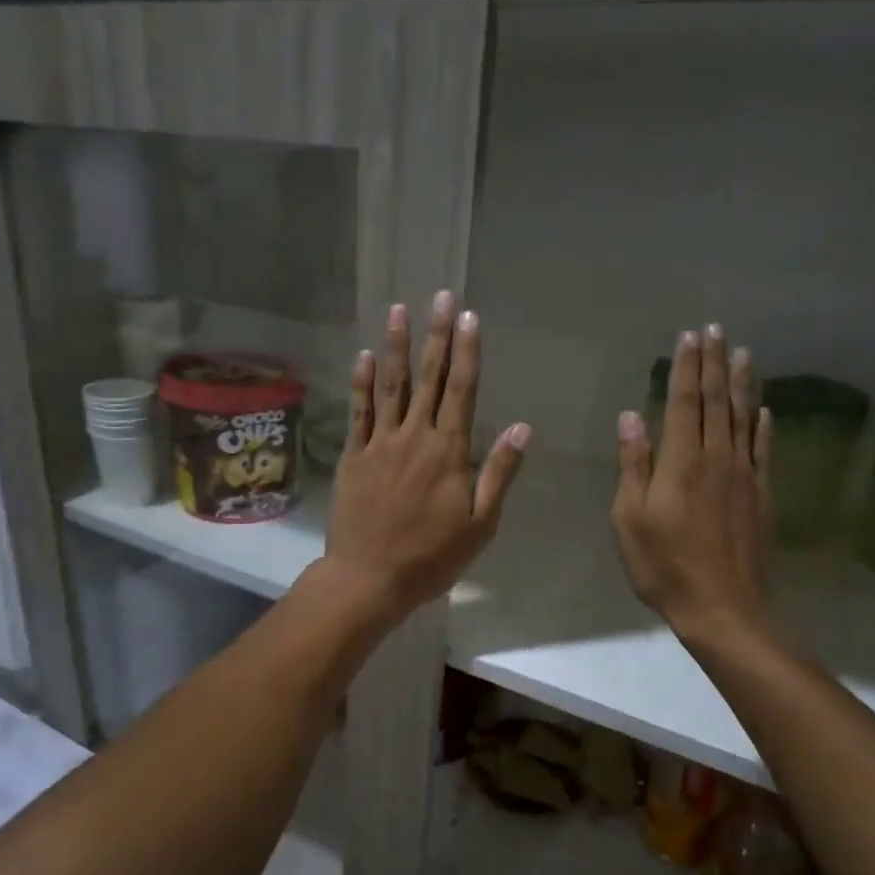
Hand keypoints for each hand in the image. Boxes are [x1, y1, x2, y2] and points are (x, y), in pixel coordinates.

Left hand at [319, 292, 530, 623]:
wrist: (370, 578)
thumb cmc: (432, 557)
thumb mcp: (480, 524)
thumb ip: (499, 472)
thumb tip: (521, 427)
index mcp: (449, 451)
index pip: (462, 390)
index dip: (467, 352)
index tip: (470, 318)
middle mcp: (414, 437)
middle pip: (428, 378)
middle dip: (436, 335)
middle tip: (441, 297)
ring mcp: (380, 444)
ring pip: (390, 386)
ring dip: (396, 346)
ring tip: (400, 309)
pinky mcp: (353, 456)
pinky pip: (358, 412)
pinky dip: (361, 383)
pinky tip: (364, 355)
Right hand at [611, 325, 774, 650]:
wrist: (725, 609)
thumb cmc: (665, 566)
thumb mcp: (630, 519)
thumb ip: (634, 465)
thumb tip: (632, 417)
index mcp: (682, 463)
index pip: (685, 403)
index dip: (686, 368)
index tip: (689, 336)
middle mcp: (717, 459)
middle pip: (717, 402)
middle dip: (715, 364)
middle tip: (717, 330)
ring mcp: (745, 476)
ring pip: (743, 419)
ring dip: (741, 384)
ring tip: (743, 353)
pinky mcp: (761, 496)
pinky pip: (763, 450)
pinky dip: (763, 425)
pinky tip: (764, 410)